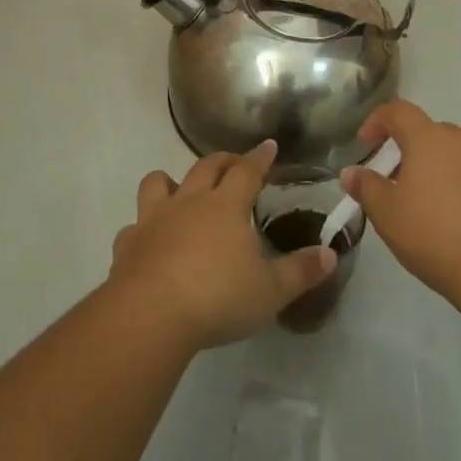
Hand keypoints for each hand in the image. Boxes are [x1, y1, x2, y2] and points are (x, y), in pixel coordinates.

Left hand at [109, 140, 336, 351]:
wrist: (151, 314)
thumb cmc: (218, 297)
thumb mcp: (270, 291)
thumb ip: (301, 271)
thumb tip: (331, 253)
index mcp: (226, 206)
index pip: (247, 170)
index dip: (259, 158)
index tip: (268, 146)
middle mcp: (190, 202)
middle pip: (206, 166)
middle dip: (222, 160)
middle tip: (234, 164)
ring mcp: (154, 219)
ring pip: (158, 182)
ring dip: (171, 182)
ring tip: (181, 192)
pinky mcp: (128, 243)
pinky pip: (134, 226)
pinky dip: (143, 229)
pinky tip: (149, 242)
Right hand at [341, 101, 460, 308]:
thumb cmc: (437, 236)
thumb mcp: (388, 215)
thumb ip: (366, 188)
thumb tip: (351, 172)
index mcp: (431, 137)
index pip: (398, 112)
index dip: (377, 123)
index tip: (366, 146)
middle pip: (432, 134)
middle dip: (413, 153)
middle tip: (401, 186)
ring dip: (445, 169)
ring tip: (435, 205)